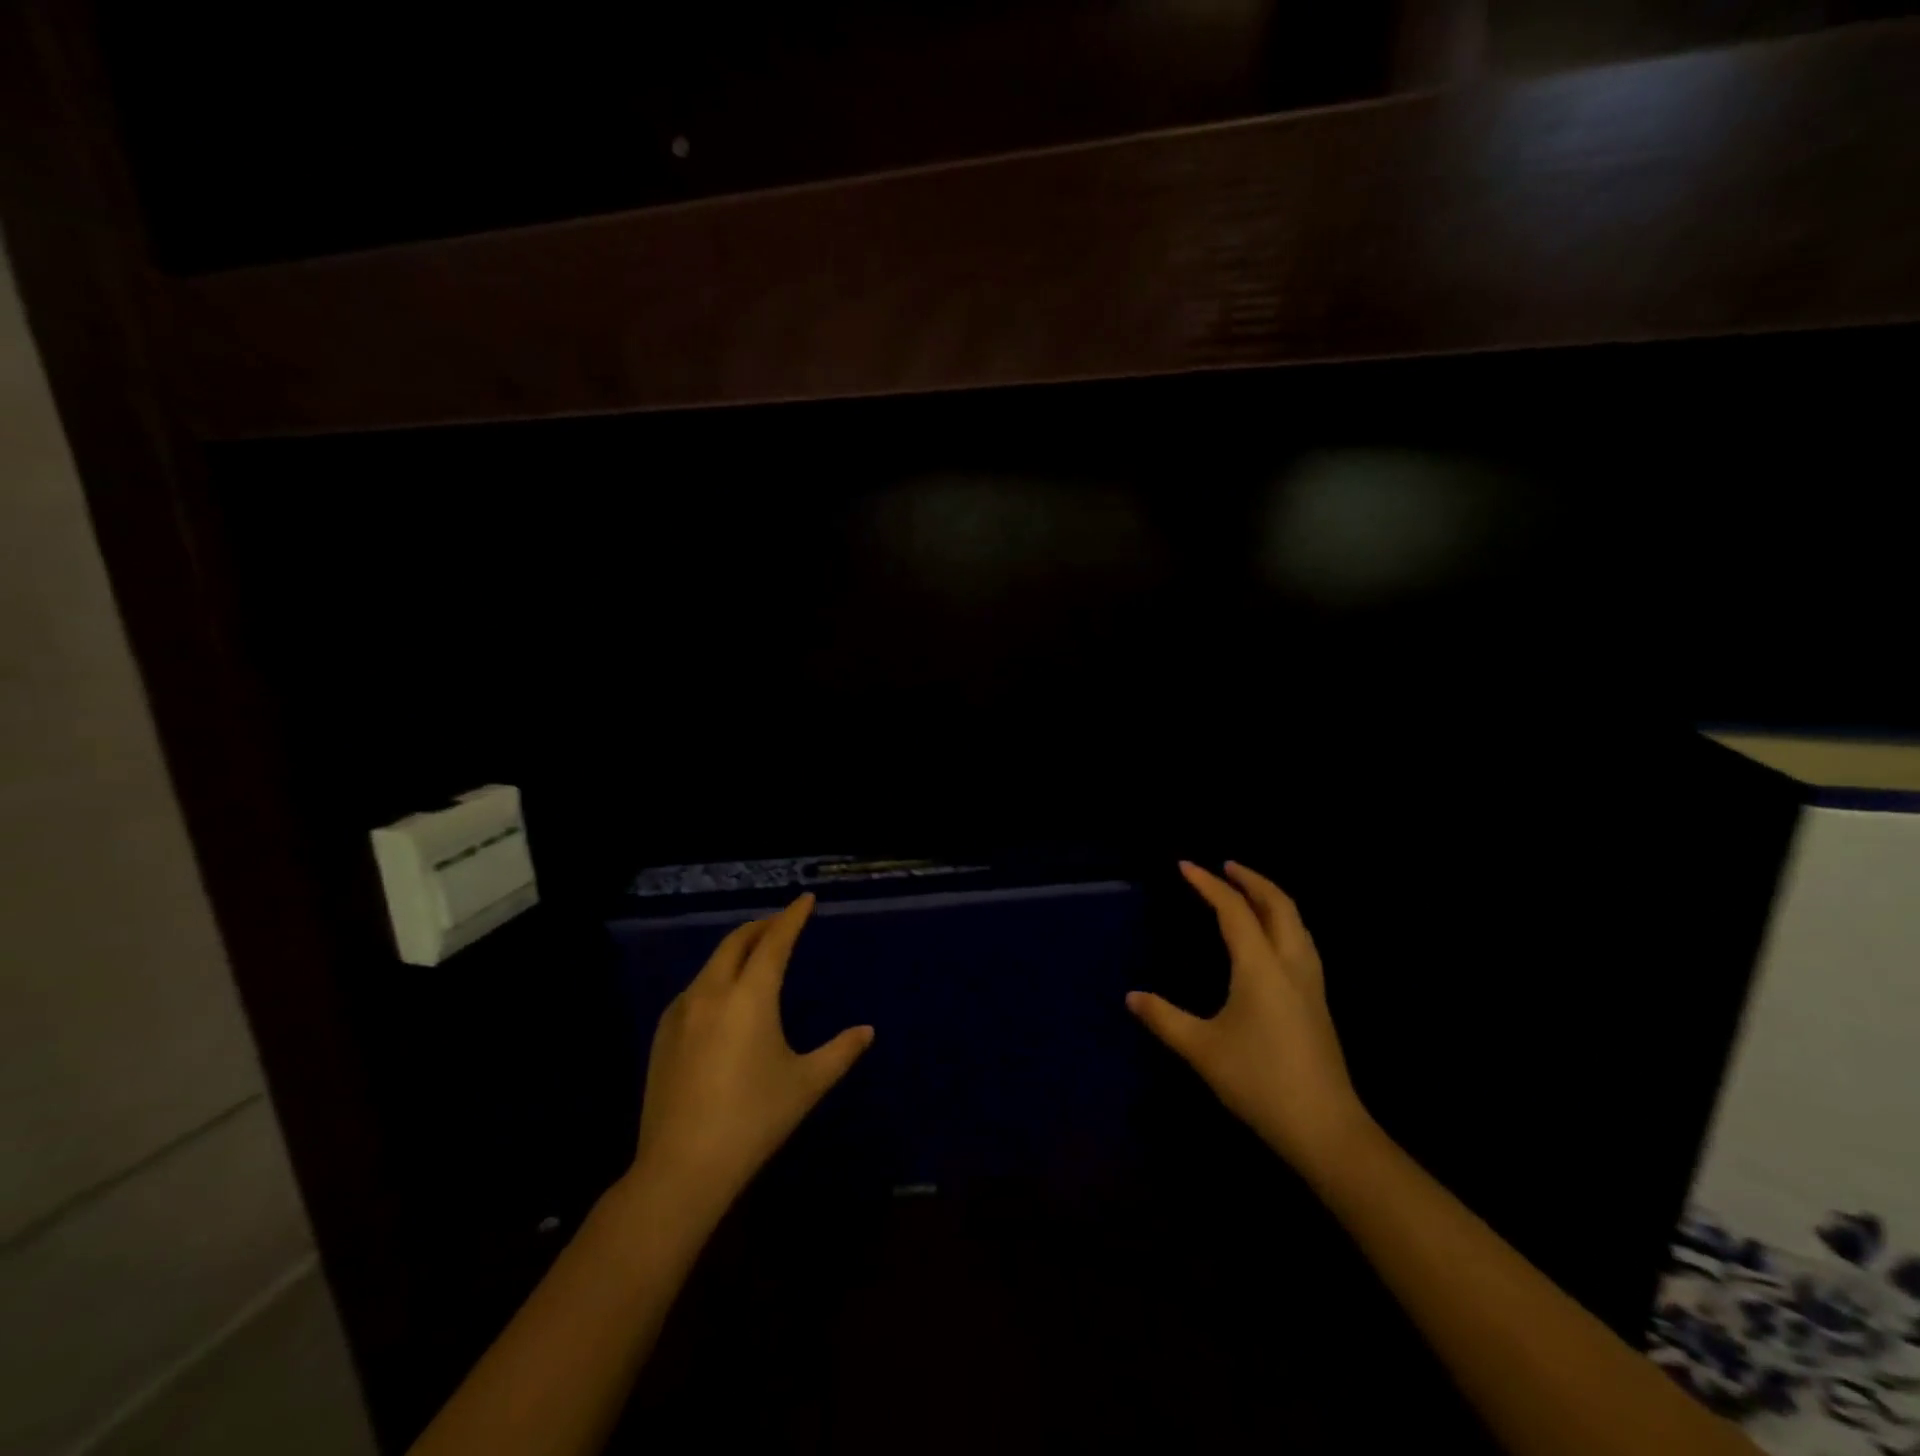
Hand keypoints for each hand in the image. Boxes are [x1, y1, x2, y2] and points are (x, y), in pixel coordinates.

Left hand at [627, 894, 872, 1225]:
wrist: (681, 1168)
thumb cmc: (754, 1119)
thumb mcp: (806, 1084)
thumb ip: (840, 1052)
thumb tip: (867, 1031)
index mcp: (751, 996)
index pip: (775, 941)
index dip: (792, 917)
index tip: (805, 900)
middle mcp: (713, 992)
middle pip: (737, 942)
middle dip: (762, 926)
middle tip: (782, 923)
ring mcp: (681, 1012)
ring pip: (713, 963)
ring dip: (737, 950)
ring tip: (756, 957)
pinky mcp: (663, 1035)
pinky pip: (695, 988)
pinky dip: (716, 977)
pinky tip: (724, 999)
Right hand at [1128, 861, 1370, 1174]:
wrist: (1326, 1129)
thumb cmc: (1260, 1082)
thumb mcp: (1202, 1050)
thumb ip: (1164, 1018)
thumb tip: (1132, 996)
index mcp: (1261, 967)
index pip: (1234, 911)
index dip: (1208, 884)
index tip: (1185, 866)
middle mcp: (1291, 964)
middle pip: (1278, 905)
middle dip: (1251, 879)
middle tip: (1225, 867)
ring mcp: (1311, 983)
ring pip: (1296, 922)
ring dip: (1271, 898)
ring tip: (1247, 892)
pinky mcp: (1318, 1002)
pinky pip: (1301, 941)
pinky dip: (1283, 921)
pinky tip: (1269, 938)